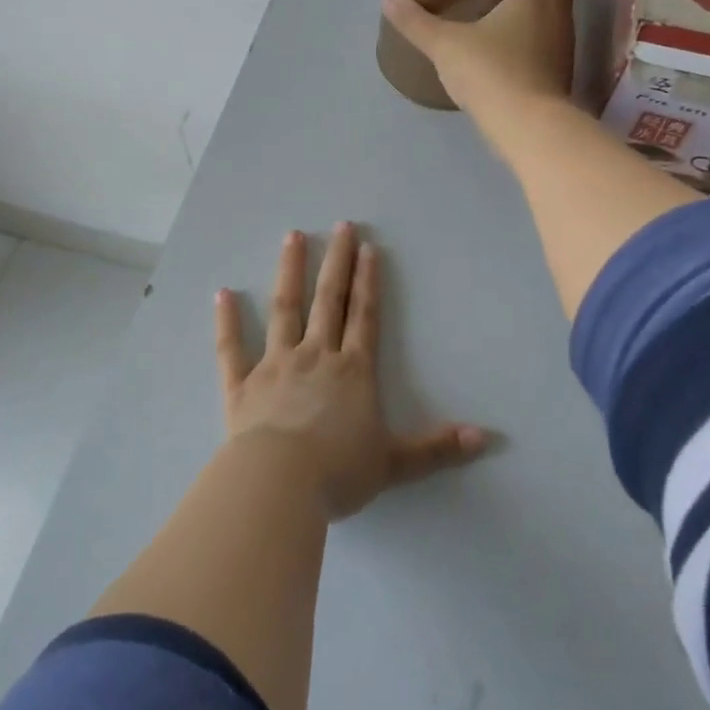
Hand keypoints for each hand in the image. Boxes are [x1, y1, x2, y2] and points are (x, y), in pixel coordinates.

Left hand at [215, 222, 488, 519]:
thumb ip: (438, 448)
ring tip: (293, 237)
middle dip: (336, 262)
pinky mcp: (241, 385)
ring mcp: (275, 365)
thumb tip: (487, 438)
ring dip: (289, 272)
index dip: (368, 281)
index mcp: (352, 371)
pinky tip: (223, 292)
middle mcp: (315, 357)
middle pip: (328, 300)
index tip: (368, 247)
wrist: (279, 484)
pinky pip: (231, 347)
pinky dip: (227, 320)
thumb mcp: (395, 463)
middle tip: (340, 226)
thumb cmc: (339, 472)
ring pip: (283, 309)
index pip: (364, 316)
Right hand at [380, 0, 583, 117]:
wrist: (526, 129)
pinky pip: (543, 39)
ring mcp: (561, 45)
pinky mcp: (555, 72)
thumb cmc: (492, 72)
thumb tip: (389, 0)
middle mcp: (561, 12)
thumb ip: (417, 22)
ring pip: (551, 10)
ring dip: (531, 0)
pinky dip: (527, 31)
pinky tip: (501, 38)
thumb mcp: (446, 45)